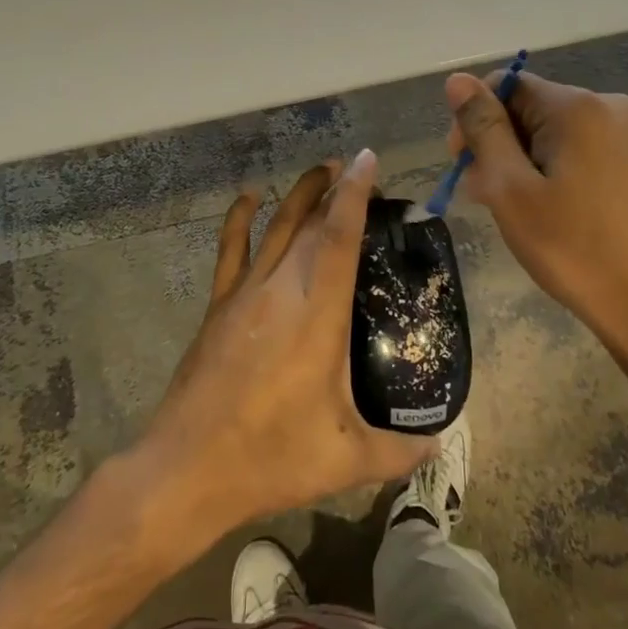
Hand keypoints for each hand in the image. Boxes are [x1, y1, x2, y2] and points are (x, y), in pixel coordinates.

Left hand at [138, 150, 435, 537]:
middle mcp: (282, 290)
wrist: (188, 468)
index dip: (355, 194)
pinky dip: (239, 217)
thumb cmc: (272, 459)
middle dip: (336, 190)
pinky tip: (249, 197)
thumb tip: (438, 441)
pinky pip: (231, 249)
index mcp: (319, 315)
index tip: (368, 160)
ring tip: (322, 170)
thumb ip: (400, 450)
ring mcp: (245, 293)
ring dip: (300, 194)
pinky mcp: (219, 305)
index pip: (341, 237)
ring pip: (276, 227)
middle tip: (359, 174)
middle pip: (312, 223)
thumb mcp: (347, 461)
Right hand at [444, 71, 627, 393]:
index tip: (465, 166)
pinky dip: (556, 167)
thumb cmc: (570, 247)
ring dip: (524, 159)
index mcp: (578, 106)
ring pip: (556, 130)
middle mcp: (611, 106)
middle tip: (483, 194)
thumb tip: (457, 79)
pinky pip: (583, 147)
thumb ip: (483, 128)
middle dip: (500, 143)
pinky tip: (548, 206)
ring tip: (512, 207)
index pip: (507, 85)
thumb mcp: (510, 187)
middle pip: (532, 107)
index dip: (476, 119)